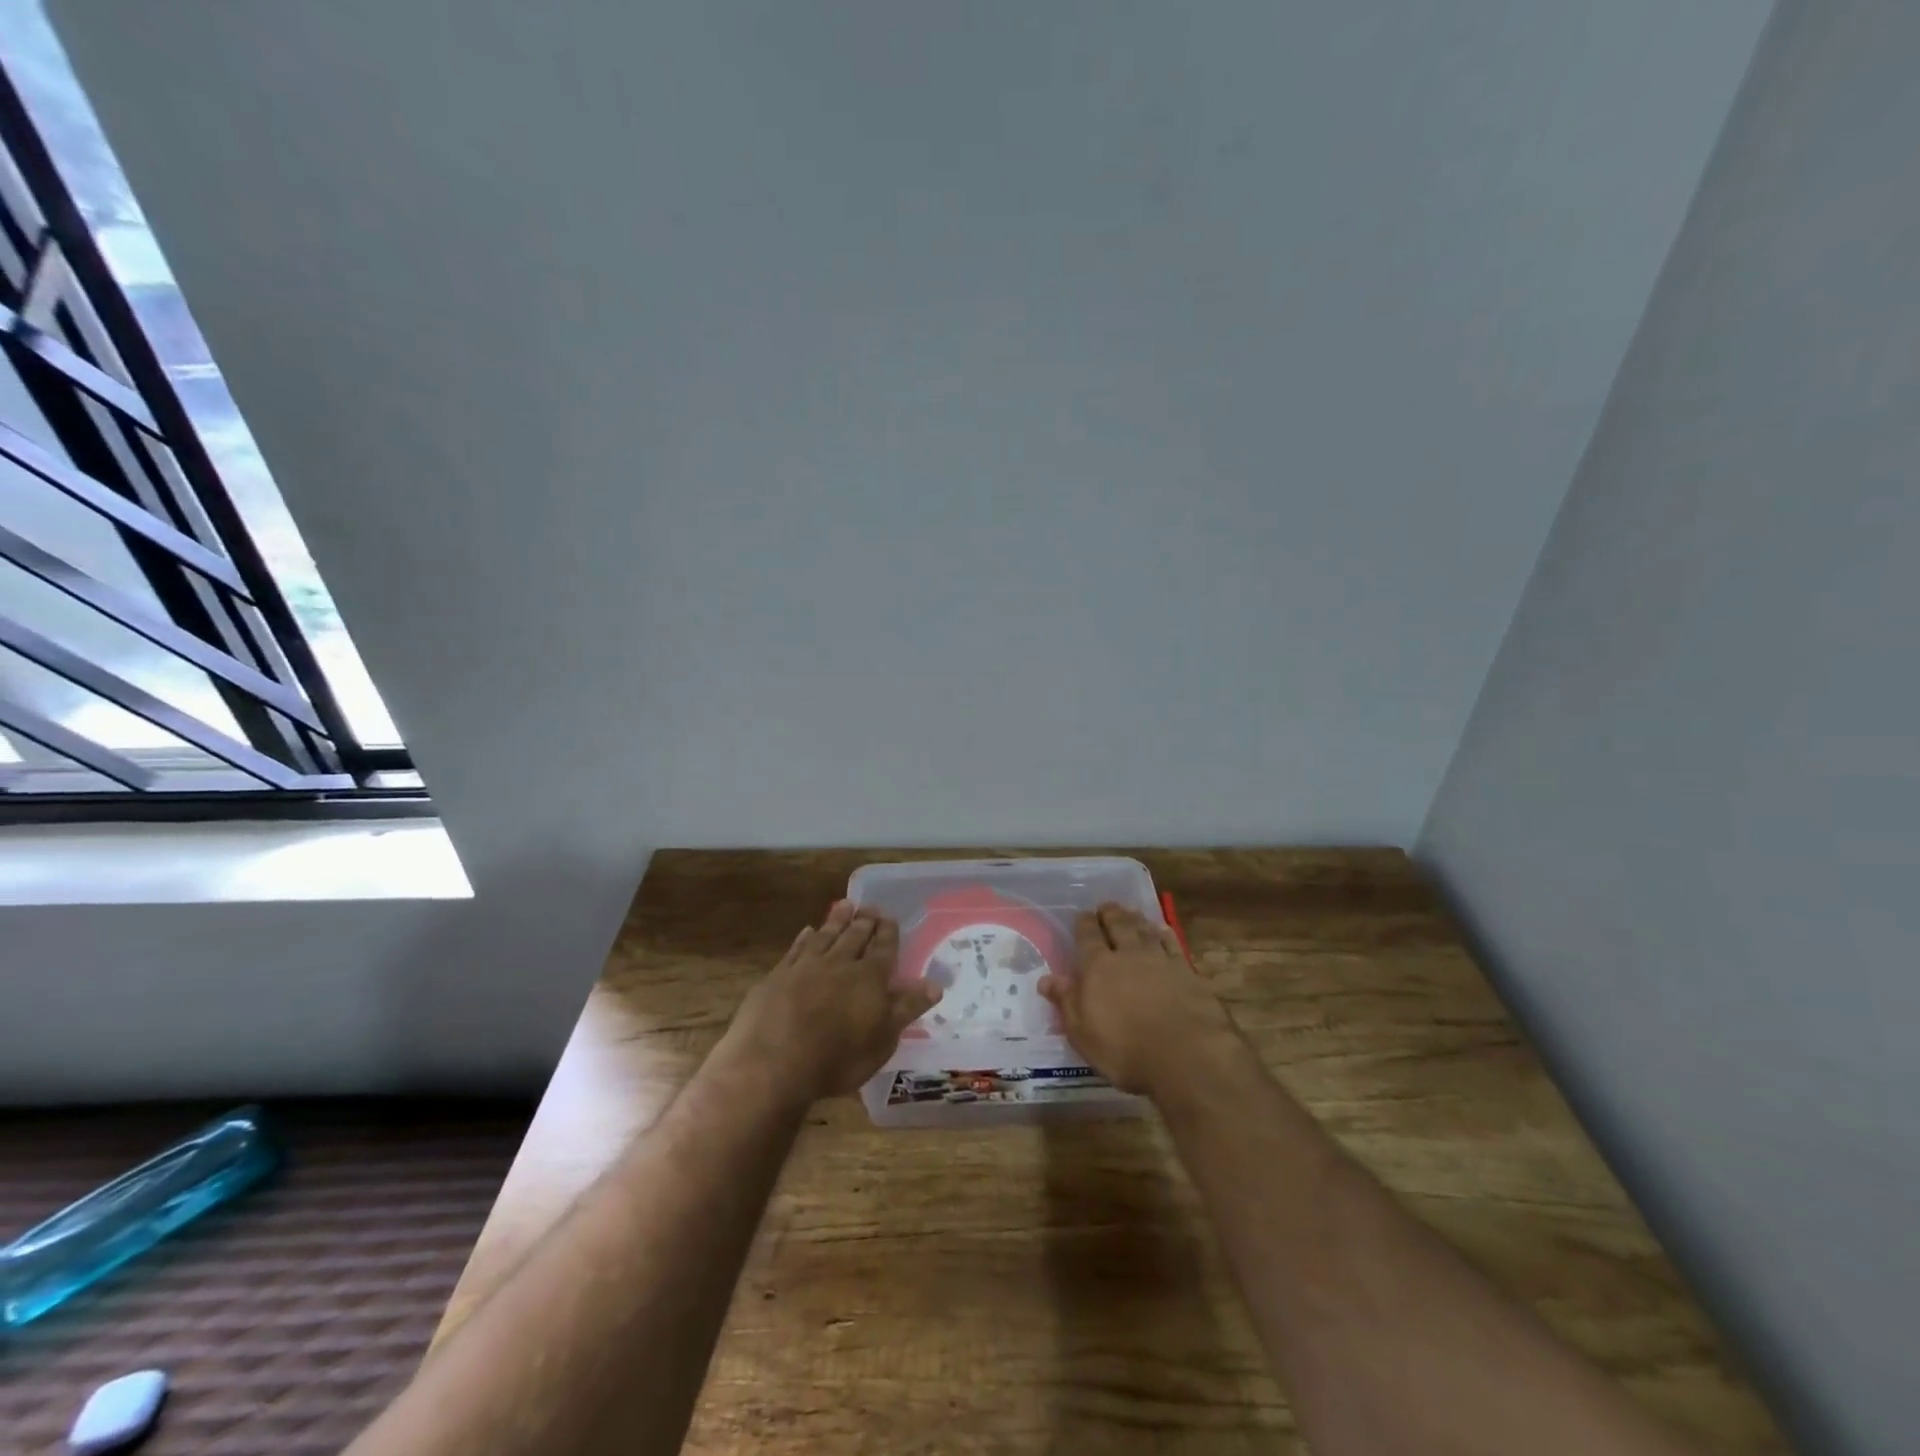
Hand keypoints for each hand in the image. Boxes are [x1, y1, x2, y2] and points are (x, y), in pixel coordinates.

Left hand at [725, 902, 941, 1103]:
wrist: (773, 1063)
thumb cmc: (837, 1058)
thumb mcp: (882, 1040)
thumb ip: (906, 1008)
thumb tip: (935, 984)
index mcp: (869, 978)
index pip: (883, 948)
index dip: (888, 933)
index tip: (890, 918)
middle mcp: (839, 964)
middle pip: (855, 937)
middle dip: (864, 921)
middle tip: (869, 906)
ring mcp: (805, 967)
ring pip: (826, 936)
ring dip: (837, 920)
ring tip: (845, 905)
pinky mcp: (777, 976)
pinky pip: (796, 949)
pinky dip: (804, 938)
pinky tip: (808, 931)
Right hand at [1039, 903, 1236, 1098]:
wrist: (1187, 1055)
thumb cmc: (1125, 1049)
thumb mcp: (1083, 1033)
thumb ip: (1066, 1001)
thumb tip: (1046, 979)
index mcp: (1098, 967)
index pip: (1088, 936)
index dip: (1084, 924)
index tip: (1083, 915)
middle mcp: (1128, 955)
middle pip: (1118, 925)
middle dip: (1110, 914)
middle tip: (1106, 906)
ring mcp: (1160, 960)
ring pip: (1145, 930)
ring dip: (1136, 919)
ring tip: (1131, 912)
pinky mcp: (1187, 972)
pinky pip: (1172, 944)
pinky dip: (1165, 934)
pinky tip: (1163, 930)